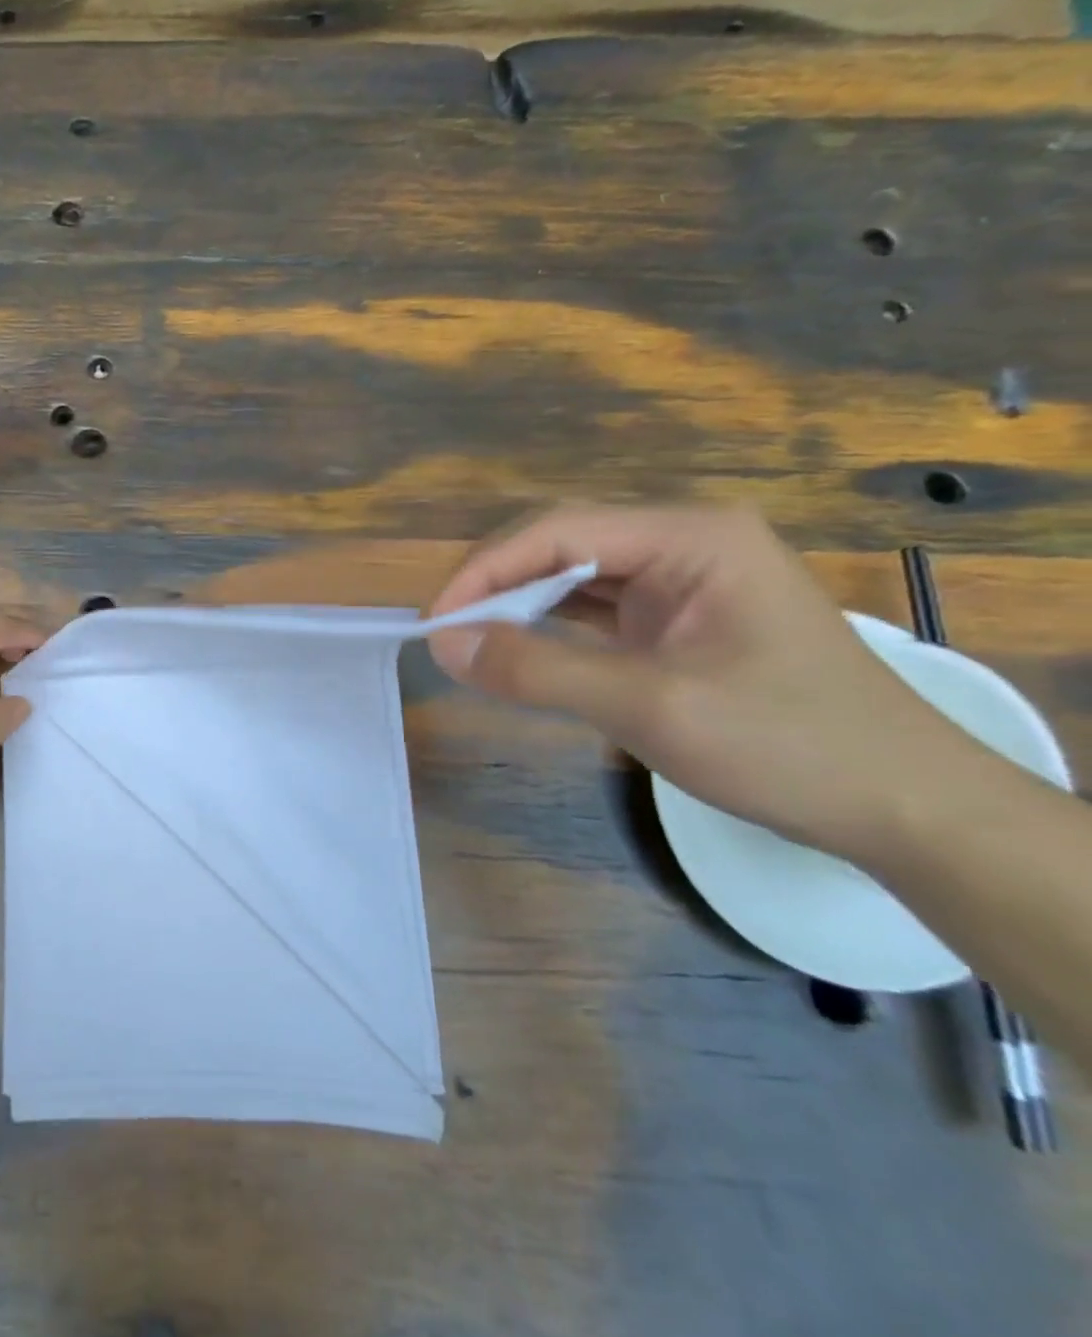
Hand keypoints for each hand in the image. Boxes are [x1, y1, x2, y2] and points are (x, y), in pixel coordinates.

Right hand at [427, 504, 988, 863]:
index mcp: (692, 536)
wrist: (902, 805)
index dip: (484, 572)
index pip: (558, 531)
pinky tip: (518, 645)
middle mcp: (685, 540)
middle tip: (447, 634)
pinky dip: (547, 624)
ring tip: (470, 639)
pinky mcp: (677, 616)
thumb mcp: (649, 706)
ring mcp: (683, 578)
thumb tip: (442, 644)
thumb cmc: (786, 745)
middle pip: (560, 542)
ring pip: (572, 572)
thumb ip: (538, 668)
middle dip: (496, 583)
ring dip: (517, 602)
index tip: (434, 623)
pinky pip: (593, 605)